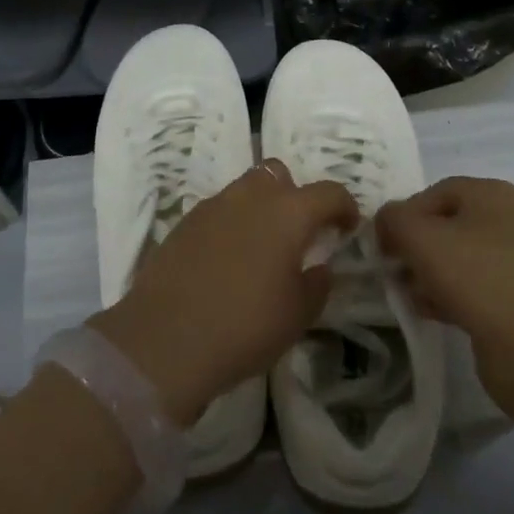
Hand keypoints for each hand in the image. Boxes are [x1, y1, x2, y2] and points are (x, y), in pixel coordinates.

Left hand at [90, 163, 357, 424]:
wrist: (165, 339)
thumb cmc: (245, 326)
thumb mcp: (298, 314)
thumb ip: (317, 283)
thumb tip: (318, 266)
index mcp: (288, 213)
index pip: (328, 192)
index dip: (345, 206)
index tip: (348, 228)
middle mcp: (250, 197)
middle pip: (279, 174)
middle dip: (295, 195)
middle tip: (299, 232)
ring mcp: (212, 206)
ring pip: (245, 188)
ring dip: (261, 206)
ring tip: (262, 246)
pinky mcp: (184, 222)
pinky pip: (218, 210)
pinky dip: (231, 223)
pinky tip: (228, 259)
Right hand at [375, 176, 513, 362]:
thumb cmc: (476, 275)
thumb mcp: (420, 236)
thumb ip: (393, 219)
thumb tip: (386, 222)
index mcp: (492, 194)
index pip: (434, 192)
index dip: (403, 214)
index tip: (383, 243)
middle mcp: (509, 221)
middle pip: (446, 226)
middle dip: (415, 247)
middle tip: (394, 270)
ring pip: (457, 260)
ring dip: (428, 275)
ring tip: (409, 295)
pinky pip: (472, 289)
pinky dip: (448, 297)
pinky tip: (430, 312)